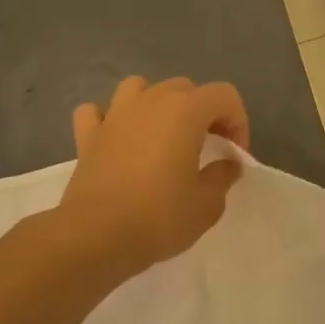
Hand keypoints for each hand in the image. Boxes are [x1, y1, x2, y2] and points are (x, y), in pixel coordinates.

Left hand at [58, 76, 249, 281]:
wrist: (97, 236)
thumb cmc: (160, 217)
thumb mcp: (207, 205)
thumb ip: (223, 177)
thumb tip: (227, 164)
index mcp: (185, 111)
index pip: (224, 96)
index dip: (237, 122)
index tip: (233, 155)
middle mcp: (150, 101)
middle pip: (185, 88)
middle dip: (202, 112)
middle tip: (206, 147)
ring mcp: (114, 115)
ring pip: (140, 88)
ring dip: (156, 104)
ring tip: (162, 135)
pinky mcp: (87, 135)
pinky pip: (98, 112)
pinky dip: (110, 120)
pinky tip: (117, 139)